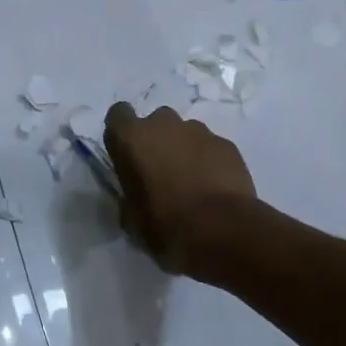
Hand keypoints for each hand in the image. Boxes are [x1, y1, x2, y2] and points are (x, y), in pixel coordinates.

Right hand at [104, 103, 256, 273]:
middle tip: (161, 170)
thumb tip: (135, 193)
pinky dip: (209, 160)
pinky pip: (211, 147)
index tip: (127, 153)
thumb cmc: (166, 224)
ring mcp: (199, 131)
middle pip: (156, 121)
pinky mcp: (226, 144)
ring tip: (191, 181)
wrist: (221, 230)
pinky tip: (214, 186)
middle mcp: (163, 124)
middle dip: (157, 140)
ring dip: (184, 150)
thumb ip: (130, 193)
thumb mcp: (132, 216)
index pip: (118, 114)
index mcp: (132, 138)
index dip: (123, 132)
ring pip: (186, 133)